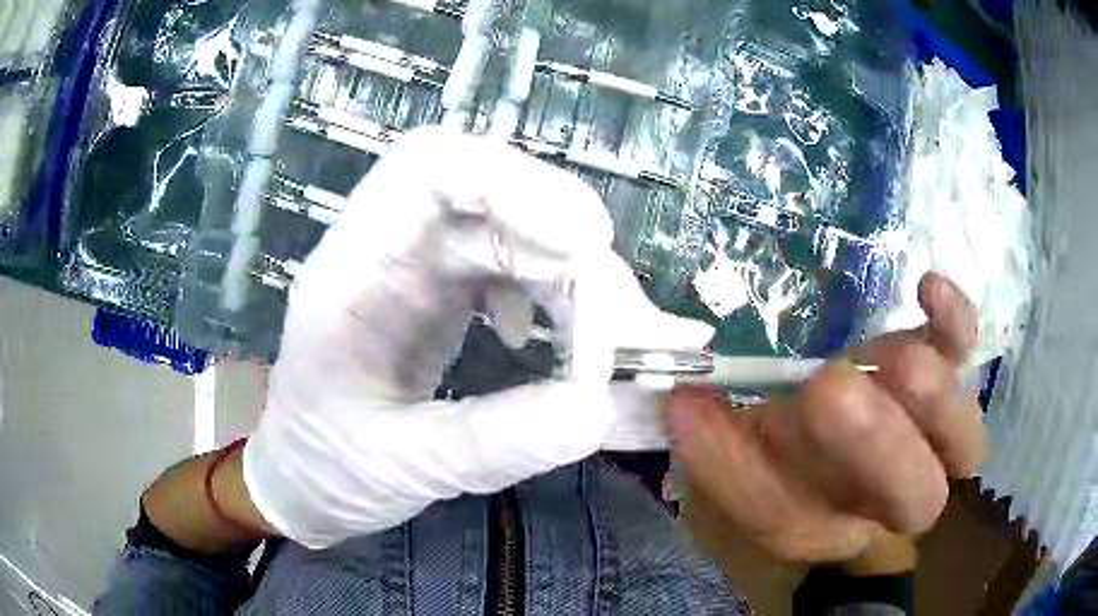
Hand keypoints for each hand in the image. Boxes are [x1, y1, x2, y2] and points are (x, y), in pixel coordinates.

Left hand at [243, 127, 710, 548]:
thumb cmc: (330, 470)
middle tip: (617, 331)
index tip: (587, 243)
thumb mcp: (404, 468)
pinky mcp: (437, 291)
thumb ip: (496, 443)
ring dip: (567, 276)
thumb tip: (599, 409)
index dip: (514, 182)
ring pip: (508, 227)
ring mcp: (413, 266)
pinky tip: (538, 338)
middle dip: (565, 249)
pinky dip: (545, 292)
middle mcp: (384, 250)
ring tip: (596, 348)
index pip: (428, 168)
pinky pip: (505, 262)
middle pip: (489, 195)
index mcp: (349, 274)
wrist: (304, 477)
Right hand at [669, 272, 985, 561]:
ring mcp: (931, 436)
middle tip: (825, 390)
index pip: (790, 520)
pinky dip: (957, 324)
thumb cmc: (781, 456)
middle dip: (875, 450)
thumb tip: (683, 401)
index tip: (690, 410)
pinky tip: (929, 289)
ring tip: (895, 358)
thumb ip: (714, 441)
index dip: (740, 472)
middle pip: (912, 506)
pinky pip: (967, 355)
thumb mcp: (736, 457)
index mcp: (826, 519)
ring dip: (932, 400)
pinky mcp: (945, 372)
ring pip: (964, 444)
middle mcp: (888, 496)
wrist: (846, 443)